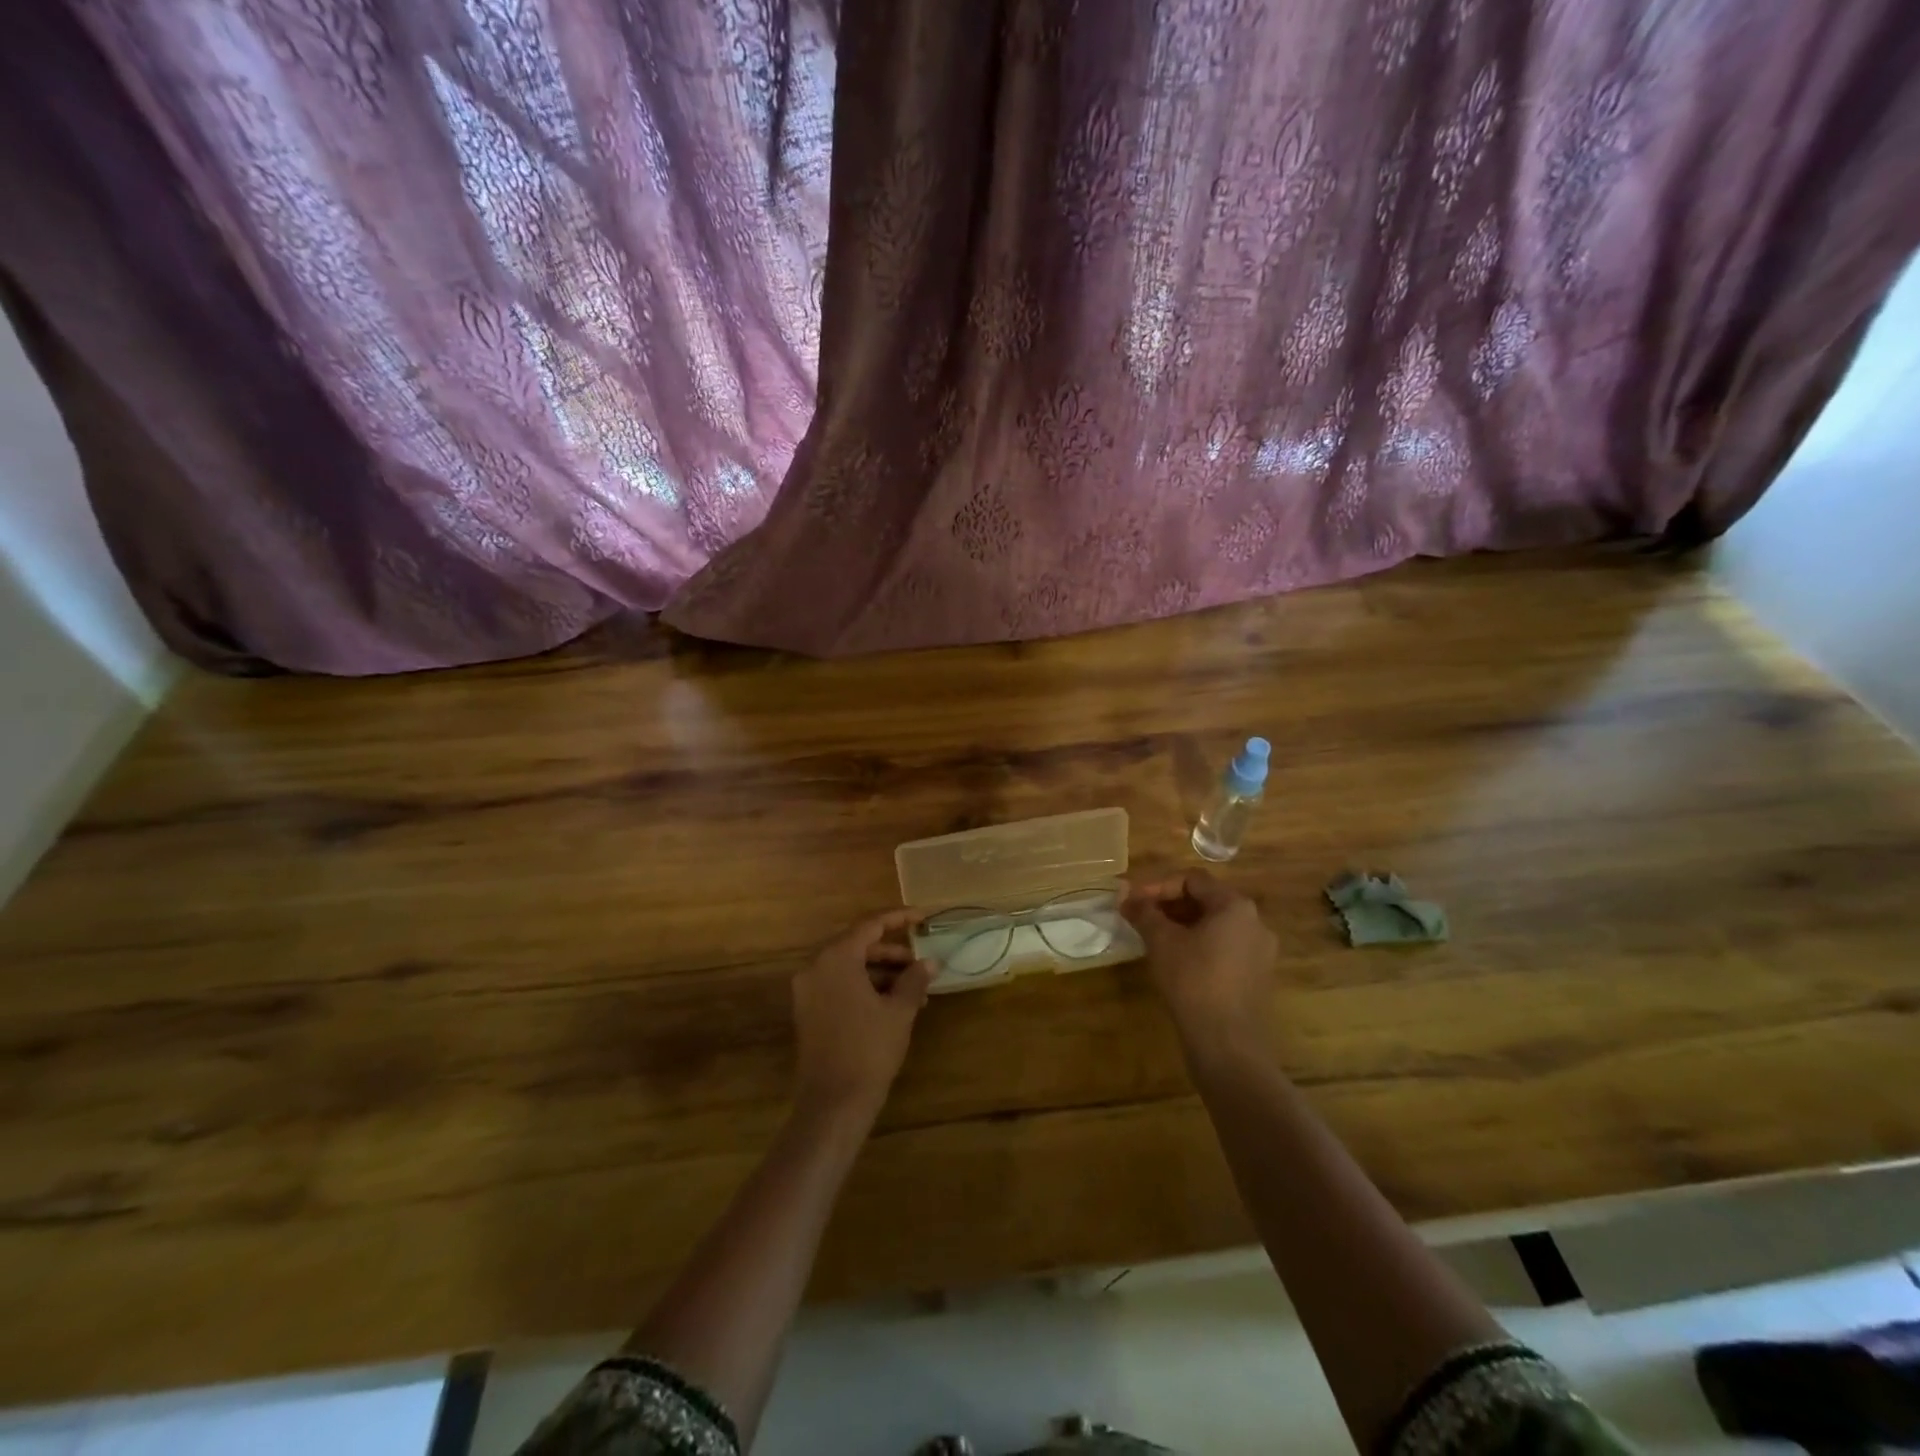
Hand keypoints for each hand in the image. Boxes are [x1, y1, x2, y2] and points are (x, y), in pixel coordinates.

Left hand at [791, 910, 935, 1120]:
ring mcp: (808, 990)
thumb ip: (914, 979)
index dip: (899, 918)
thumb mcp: (899, 1011)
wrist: (833, 1104)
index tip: (924, 917)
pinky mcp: (808, 1011)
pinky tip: (893, 1003)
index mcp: (836, 958)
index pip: (870, 924)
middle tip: (921, 960)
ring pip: (849, 966)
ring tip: (915, 988)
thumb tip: (930, 962)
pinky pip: (839, 984)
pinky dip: (865, 986)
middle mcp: (815, 966)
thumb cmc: (869, 1050)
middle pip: (858, 944)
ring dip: (881, 972)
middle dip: (892, 951)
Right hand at [1124, 870, 1277, 1054]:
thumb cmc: (1193, 981)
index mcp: (1235, 906)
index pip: (1192, 880)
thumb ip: (1143, 911)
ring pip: (1215, 926)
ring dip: (1183, 926)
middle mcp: (1255, 922)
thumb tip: (1123, 892)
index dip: (1157, 886)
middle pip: (1206, 900)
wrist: (1227, 1043)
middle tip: (1140, 918)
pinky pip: (1225, 948)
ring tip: (1154, 939)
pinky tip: (1177, 961)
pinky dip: (1199, 945)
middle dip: (1169, 905)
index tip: (1132, 901)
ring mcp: (1260, 951)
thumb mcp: (1161, 941)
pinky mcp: (1257, 976)